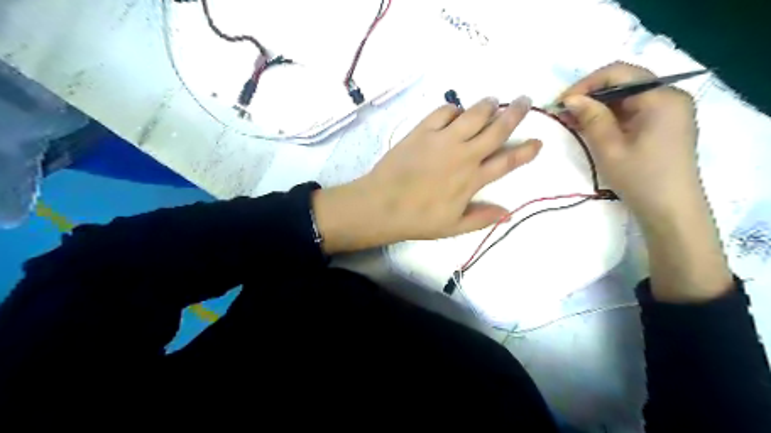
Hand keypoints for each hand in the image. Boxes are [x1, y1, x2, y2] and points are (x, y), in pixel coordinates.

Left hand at [313, 96, 540, 251]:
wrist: (381, 205)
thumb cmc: (417, 219)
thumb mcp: (452, 227)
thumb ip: (481, 218)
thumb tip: (508, 213)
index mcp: (472, 179)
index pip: (507, 161)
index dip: (526, 151)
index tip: (539, 141)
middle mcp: (463, 154)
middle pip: (496, 129)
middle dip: (515, 113)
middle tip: (525, 100)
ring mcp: (443, 139)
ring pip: (474, 114)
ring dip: (488, 105)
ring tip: (494, 101)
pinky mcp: (422, 131)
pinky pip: (444, 111)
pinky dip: (454, 108)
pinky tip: (456, 111)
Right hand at [557, 63, 702, 223]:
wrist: (670, 209)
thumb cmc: (640, 178)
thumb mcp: (610, 148)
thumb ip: (591, 118)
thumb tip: (570, 98)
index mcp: (661, 97)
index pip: (619, 73)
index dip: (586, 84)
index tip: (562, 102)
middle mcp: (669, 96)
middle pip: (624, 82)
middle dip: (591, 94)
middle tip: (564, 112)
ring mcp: (668, 110)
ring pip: (626, 96)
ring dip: (598, 106)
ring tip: (572, 121)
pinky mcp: (663, 123)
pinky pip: (632, 110)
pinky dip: (610, 116)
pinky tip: (591, 127)